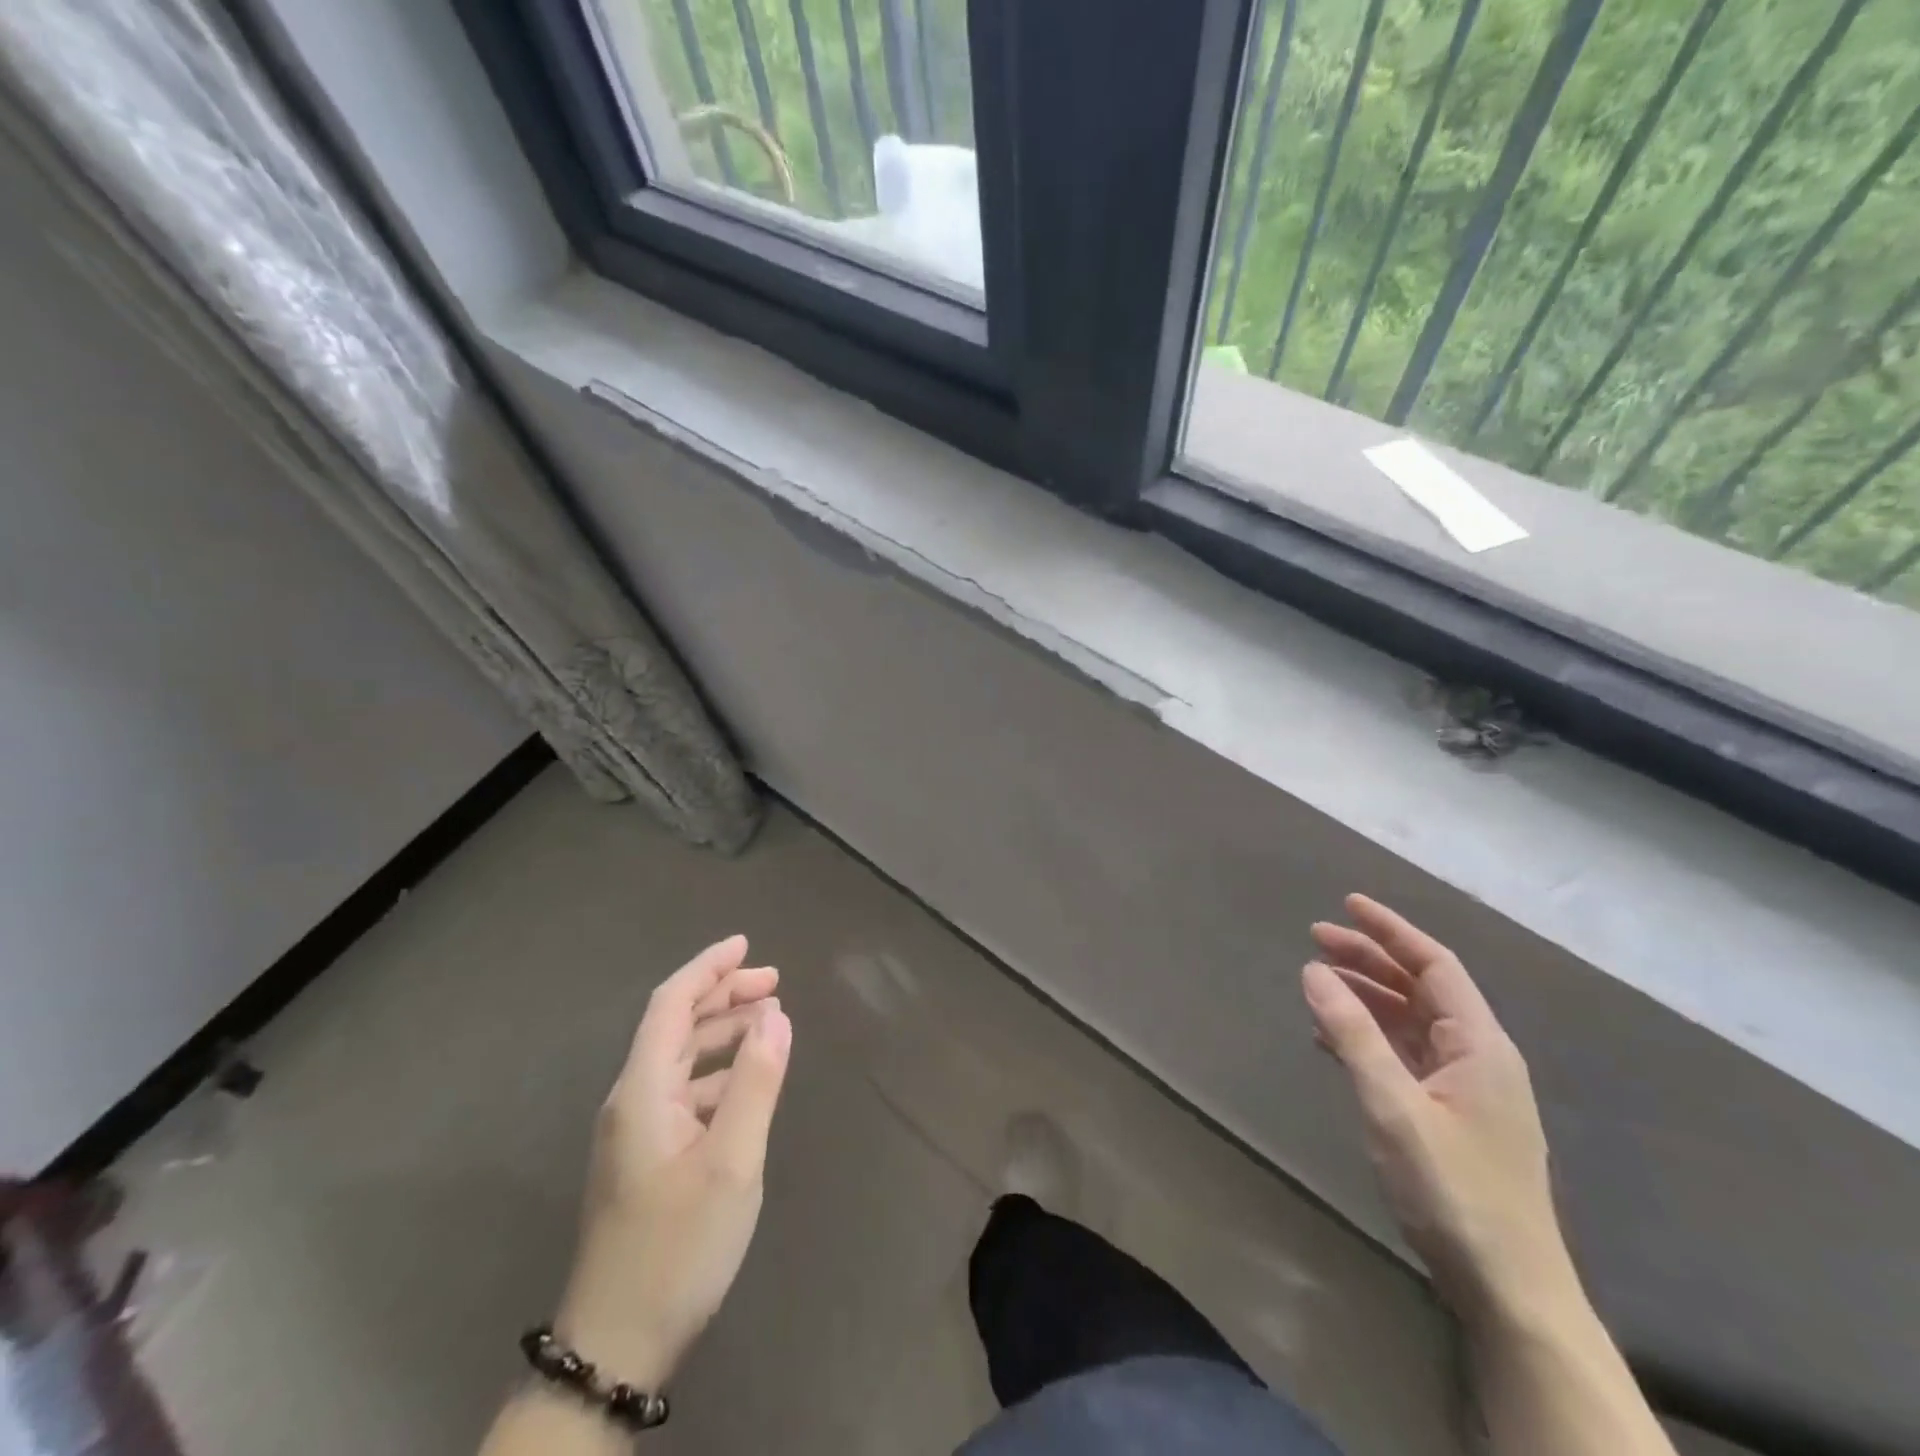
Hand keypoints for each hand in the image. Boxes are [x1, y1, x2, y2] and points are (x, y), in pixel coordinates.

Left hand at [552, 935, 792, 1388]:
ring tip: (771, 1022)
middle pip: (675, 1025)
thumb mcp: (732, 1162)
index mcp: (642, 1090)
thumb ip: (756, 1082)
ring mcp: (636, 1131)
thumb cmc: (678, 1246)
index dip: (707, 968)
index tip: (747, 943)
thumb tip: (777, 1015)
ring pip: (681, 1058)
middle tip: (775, 983)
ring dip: (723, 1032)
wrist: (616, 1346)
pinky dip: (719, 1071)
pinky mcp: (646, 1157)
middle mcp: (632, 1100)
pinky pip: (685, 1091)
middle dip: (724, 995)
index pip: (670, 1004)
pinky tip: (748, 1081)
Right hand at [1302, 896, 1569, 1318]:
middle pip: (1421, 988)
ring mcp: (1468, 1088)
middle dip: (1370, 959)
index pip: (1434, 964)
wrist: (1509, 1291)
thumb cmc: (1454, 1190)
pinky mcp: (1452, 1116)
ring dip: (1367, 995)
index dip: (1390, 930)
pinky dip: (1370, 1035)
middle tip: (1315, 938)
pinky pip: (1407, 1055)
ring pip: (1412, 1021)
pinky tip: (1334, 1039)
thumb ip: (1352, 1034)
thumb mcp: (1394, 1106)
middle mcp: (1480, 1056)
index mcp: (1480, 1044)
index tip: (1346, 904)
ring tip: (1318, 981)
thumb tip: (1313, 970)